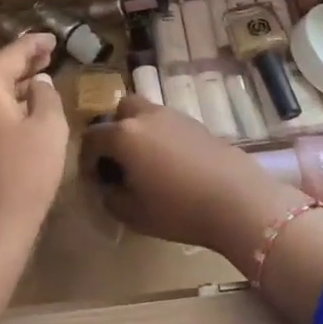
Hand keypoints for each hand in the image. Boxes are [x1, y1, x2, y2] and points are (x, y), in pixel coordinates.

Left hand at [0, 32, 68, 242]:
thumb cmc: (24, 174)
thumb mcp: (48, 129)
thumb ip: (46, 96)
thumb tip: (37, 82)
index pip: (9, 55)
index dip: (33, 45)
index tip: (53, 39)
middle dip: (19, 63)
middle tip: (46, 57)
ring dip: (9, 86)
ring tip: (36, 82)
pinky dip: (0, 106)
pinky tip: (19, 115)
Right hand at [85, 94, 322, 323]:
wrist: (236, 199)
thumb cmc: (178, 209)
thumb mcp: (133, 213)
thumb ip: (111, 198)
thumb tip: (107, 187)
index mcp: (124, 135)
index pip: (92, 137)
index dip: (86, 157)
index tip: (93, 177)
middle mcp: (145, 116)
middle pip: (120, 110)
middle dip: (114, 129)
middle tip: (118, 158)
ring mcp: (173, 115)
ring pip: (146, 112)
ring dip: (139, 130)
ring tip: (145, 161)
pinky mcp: (196, 123)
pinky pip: (167, 122)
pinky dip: (161, 135)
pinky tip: (171, 162)